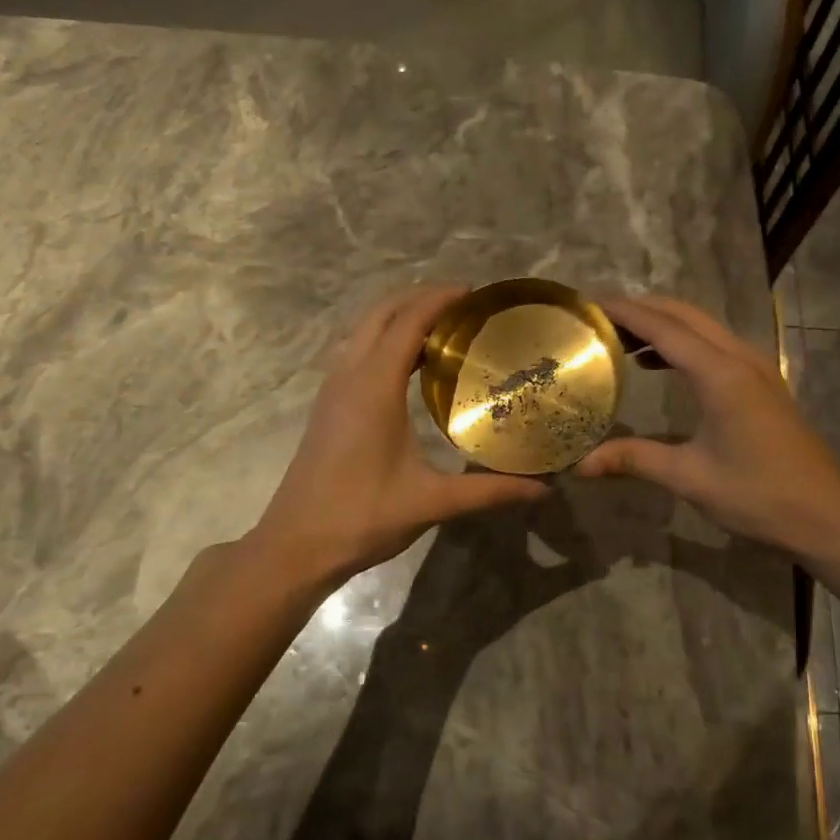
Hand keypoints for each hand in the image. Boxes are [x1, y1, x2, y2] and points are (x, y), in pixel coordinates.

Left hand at [250, 286, 548, 584]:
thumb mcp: (432, 502)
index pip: (408, 322)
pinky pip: (355, 352)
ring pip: (363, 331)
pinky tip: (409, 367)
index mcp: (373, 386)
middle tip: (463, 307)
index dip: (441, 300)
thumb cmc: (362, 516)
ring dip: (398, 318)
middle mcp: (348, 376)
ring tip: (442, 329)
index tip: (476, 294)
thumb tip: (543, 488)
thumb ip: (489, 490)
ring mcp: (332, 389)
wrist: (296, 545)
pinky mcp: (326, 406)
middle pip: (381, 314)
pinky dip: (383, 340)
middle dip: (419, 299)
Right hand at [576, 295, 839, 555]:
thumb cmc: (758, 494)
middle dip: (642, 309)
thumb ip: (635, 460)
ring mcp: (757, 366)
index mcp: (721, 375)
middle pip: (685, 315)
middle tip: (600, 319)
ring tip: (621, 338)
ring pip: (703, 326)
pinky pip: (715, 343)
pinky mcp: (763, 381)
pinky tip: (658, 363)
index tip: (590, 306)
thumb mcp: (690, 478)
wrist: (825, 513)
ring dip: (664, 324)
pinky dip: (683, 342)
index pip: (665, 328)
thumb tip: (581, 464)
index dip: (626, 313)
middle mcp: (740, 358)